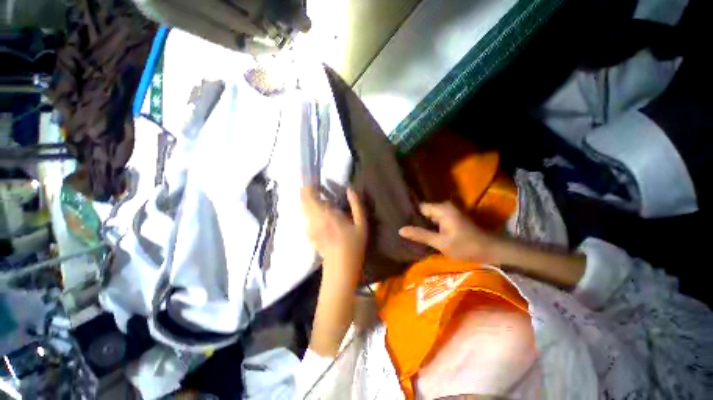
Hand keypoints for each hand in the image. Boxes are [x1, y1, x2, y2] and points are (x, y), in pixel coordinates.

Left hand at [301, 186, 367, 281]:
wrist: (341, 267)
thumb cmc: (354, 245)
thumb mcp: (362, 224)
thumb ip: (357, 205)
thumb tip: (350, 190)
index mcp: (327, 214)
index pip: (311, 196)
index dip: (310, 187)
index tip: (316, 182)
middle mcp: (315, 219)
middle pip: (303, 201)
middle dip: (306, 192)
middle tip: (315, 187)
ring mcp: (310, 227)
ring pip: (302, 209)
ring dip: (305, 200)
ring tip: (315, 196)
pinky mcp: (309, 234)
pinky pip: (304, 218)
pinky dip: (307, 210)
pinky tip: (315, 211)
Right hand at [399, 202, 502, 263]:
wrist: (491, 250)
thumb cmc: (467, 246)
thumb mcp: (441, 243)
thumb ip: (420, 235)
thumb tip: (400, 230)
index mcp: (441, 209)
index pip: (419, 207)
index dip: (409, 214)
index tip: (398, 221)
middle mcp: (444, 207)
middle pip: (423, 212)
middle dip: (414, 220)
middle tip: (402, 229)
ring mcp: (447, 213)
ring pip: (428, 217)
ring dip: (421, 224)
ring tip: (408, 232)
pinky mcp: (450, 219)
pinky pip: (434, 221)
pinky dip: (428, 227)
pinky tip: (420, 234)